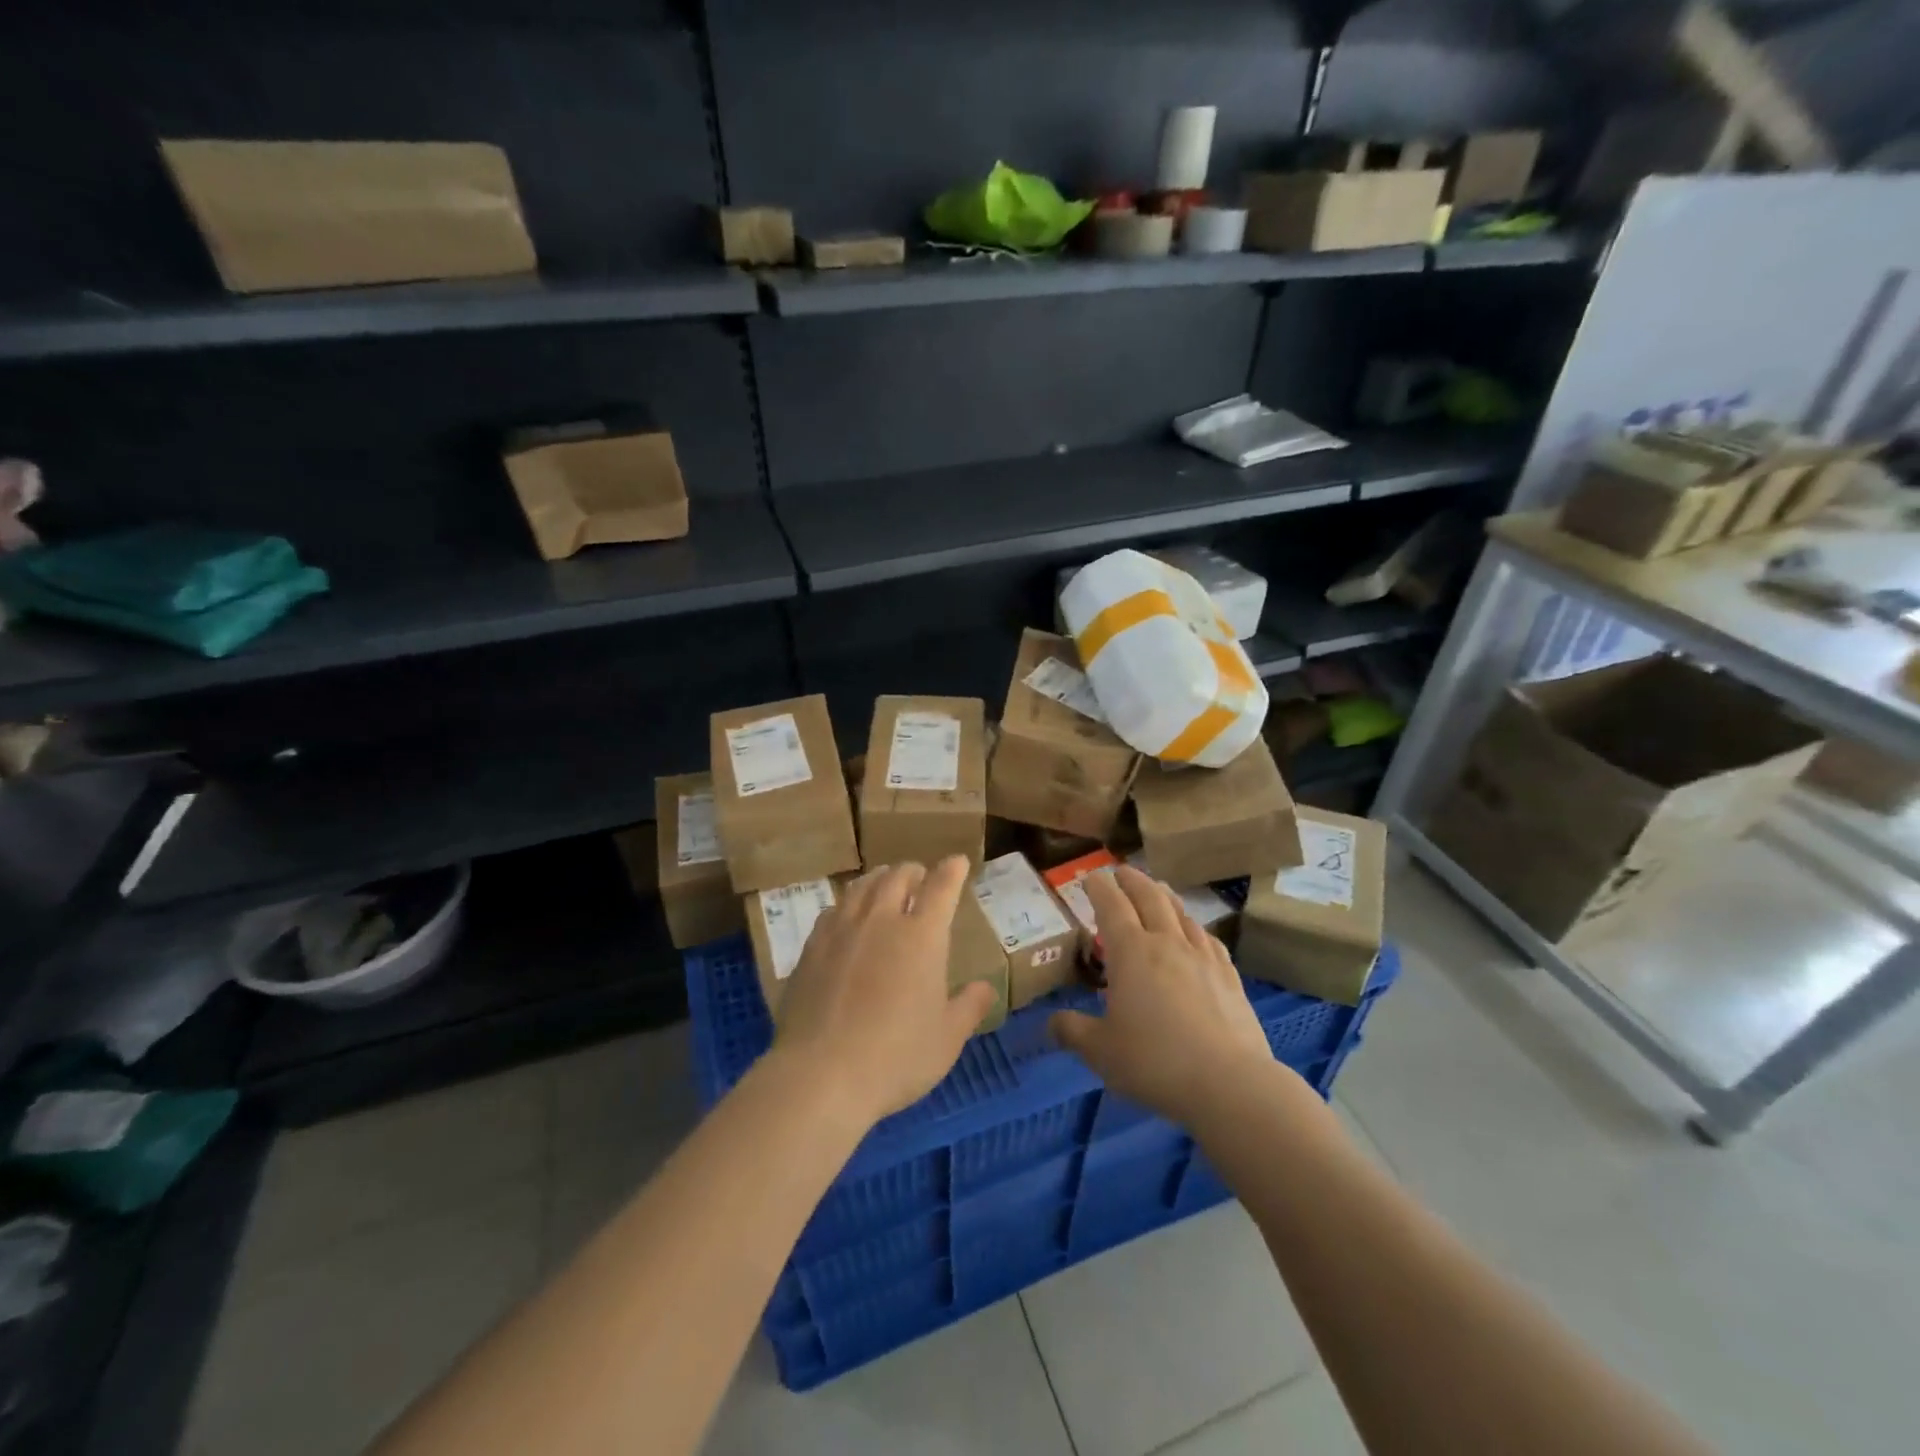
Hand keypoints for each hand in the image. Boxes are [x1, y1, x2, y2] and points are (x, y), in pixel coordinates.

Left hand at [773, 857, 996, 1127]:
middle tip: (921, 877)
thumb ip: (969, 1007)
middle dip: (914, 871)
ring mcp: (842, 929)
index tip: (957, 862)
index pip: (941, 887)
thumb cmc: (896, 1057)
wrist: (821, 1074)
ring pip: (863, 886)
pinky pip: (834, 909)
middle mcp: (882, 920)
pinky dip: (849, 902)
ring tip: (885, 883)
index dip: (952, 870)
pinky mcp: (812, 946)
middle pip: (898, 876)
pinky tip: (848, 914)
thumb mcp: (946, 1039)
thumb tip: (985, 987)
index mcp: (922, 936)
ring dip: (880, 878)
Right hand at [1049, 866, 1280, 1127]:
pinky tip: (1196, 934)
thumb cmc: (1155, 1061)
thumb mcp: (1101, 1051)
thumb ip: (1073, 1032)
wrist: (1229, 1083)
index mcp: (1131, 952)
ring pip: (1181, 914)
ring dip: (1165, 897)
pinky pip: (1208, 939)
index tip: (1090, 876)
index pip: (1111, 906)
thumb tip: (1050, 1024)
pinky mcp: (1230, 977)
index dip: (1099, 887)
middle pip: (1149, 898)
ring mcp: (1203, 957)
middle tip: (1122, 871)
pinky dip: (1194, 927)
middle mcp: (1167, 943)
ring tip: (1157, 891)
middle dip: (1132, 881)